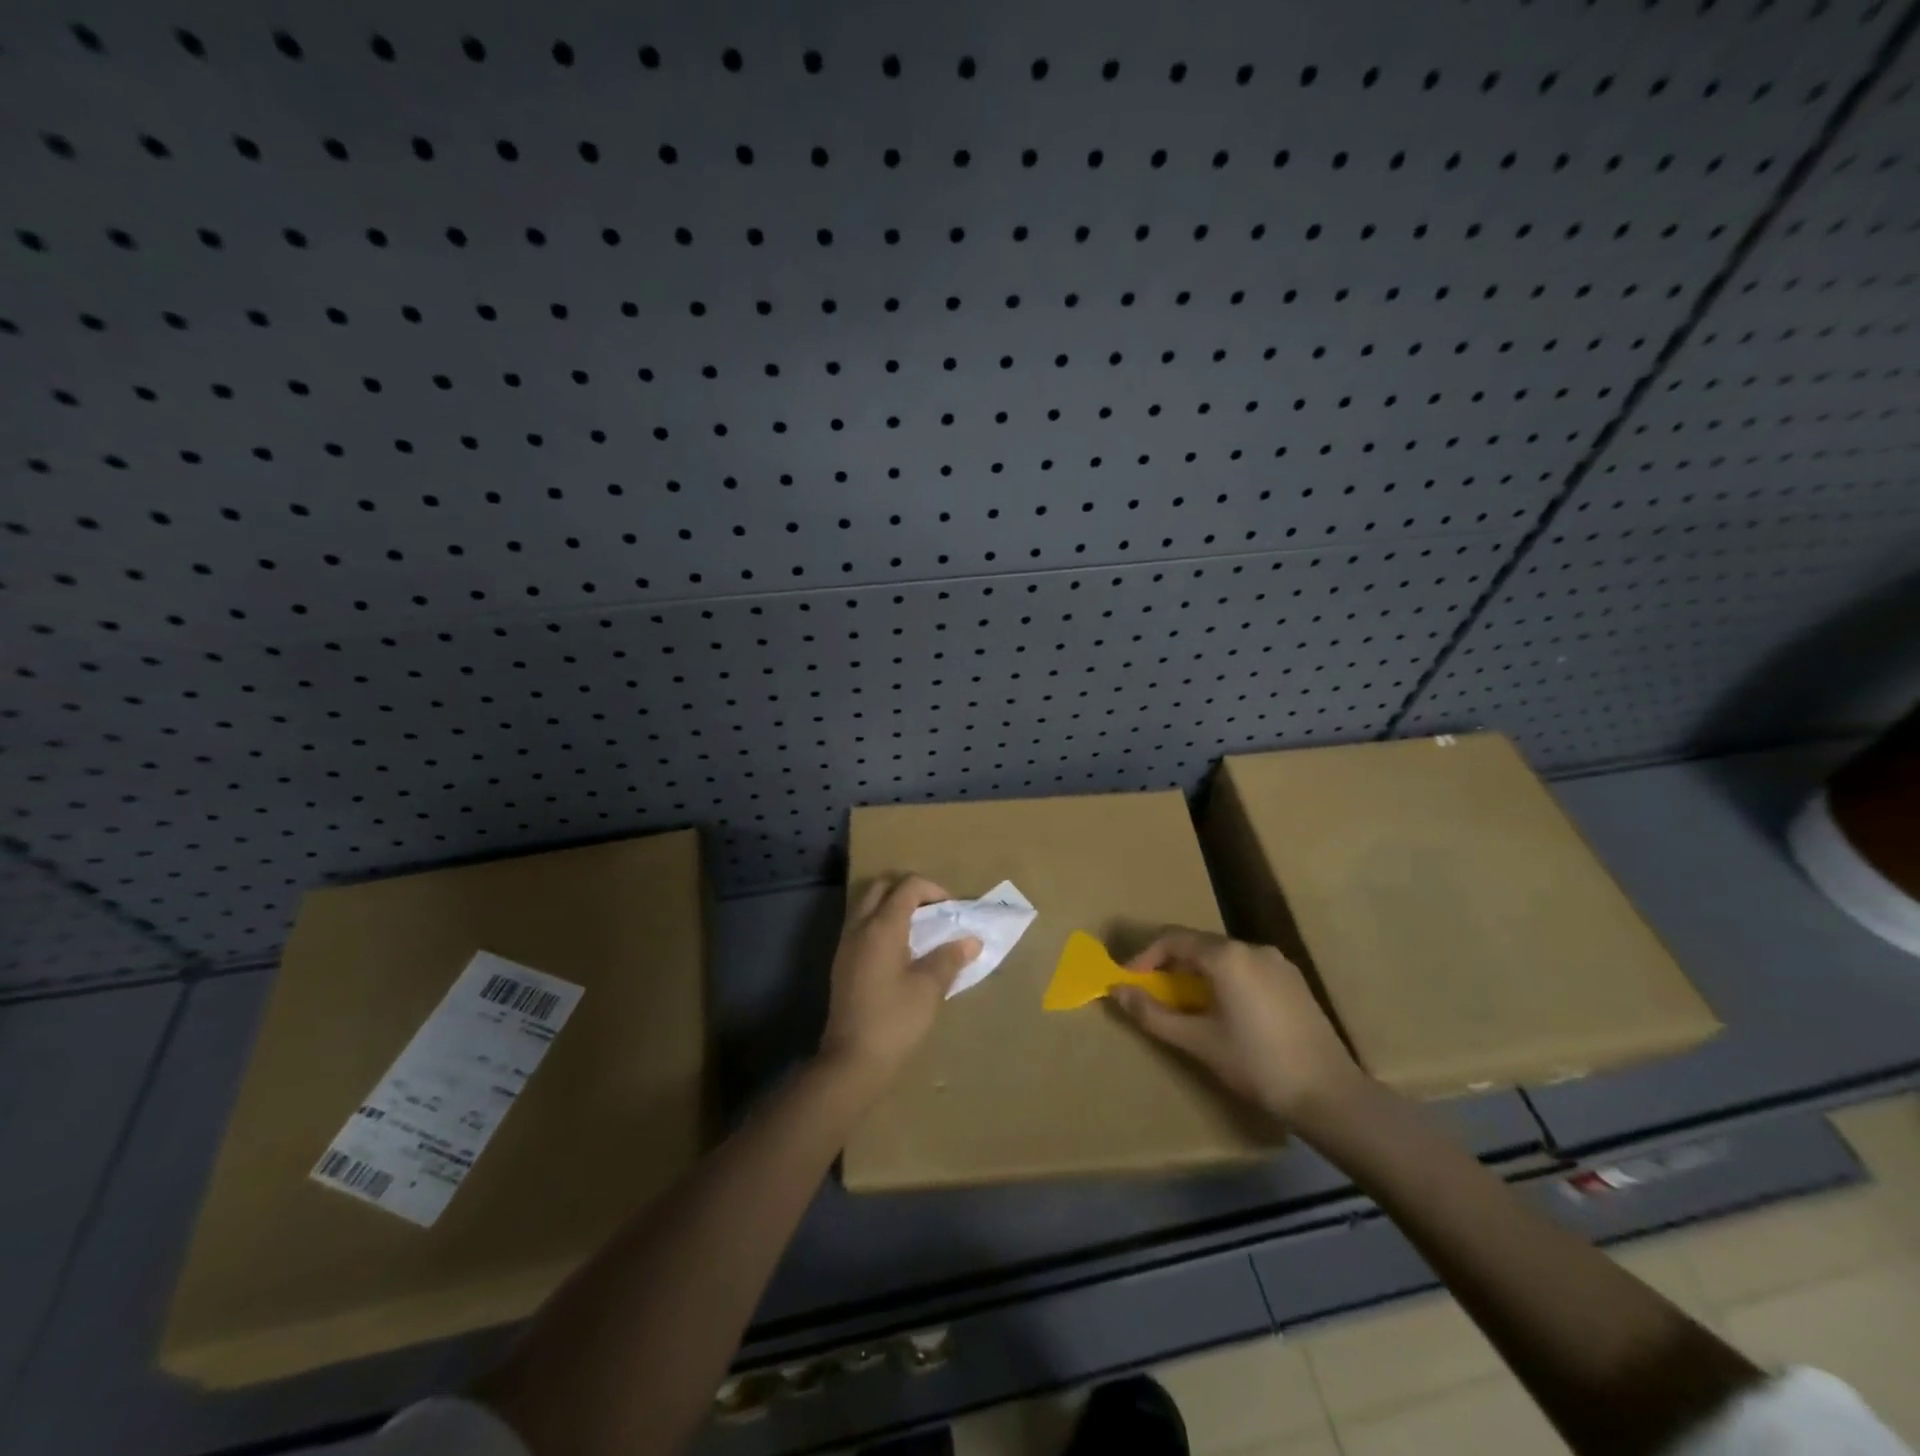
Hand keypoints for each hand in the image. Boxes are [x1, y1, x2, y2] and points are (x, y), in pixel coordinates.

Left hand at [818, 875, 980, 1090]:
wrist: (852, 1060)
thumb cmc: (895, 1020)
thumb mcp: (929, 988)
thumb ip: (949, 958)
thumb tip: (970, 940)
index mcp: (882, 926)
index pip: (908, 886)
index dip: (934, 890)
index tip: (952, 910)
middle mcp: (860, 927)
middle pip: (882, 887)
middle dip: (910, 892)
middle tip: (933, 913)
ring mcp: (846, 944)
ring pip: (868, 906)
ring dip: (893, 908)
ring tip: (920, 932)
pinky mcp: (842, 963)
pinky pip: (862, 927)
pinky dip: (882, 926)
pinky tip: (901, 953)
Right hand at [1111, 927, 1363, 1126]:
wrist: (1329, 1095)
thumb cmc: (1256, 1065)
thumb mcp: (1197, 1042)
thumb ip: (1152, 1014)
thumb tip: (1116, 992)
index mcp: (1227, 956)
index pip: (1172, 939)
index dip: (1144, 957)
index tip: (1127, 981)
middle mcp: (1252, 948)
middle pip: (1198, 944)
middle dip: (1169, 964)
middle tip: (1150, 992)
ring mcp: (1277, 963)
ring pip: (1223, 957)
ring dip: (1196, 972)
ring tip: (1183, 1003)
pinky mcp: (1293, 981)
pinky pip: (1246, 968)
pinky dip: (1223, 979)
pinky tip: (1222, 1011)